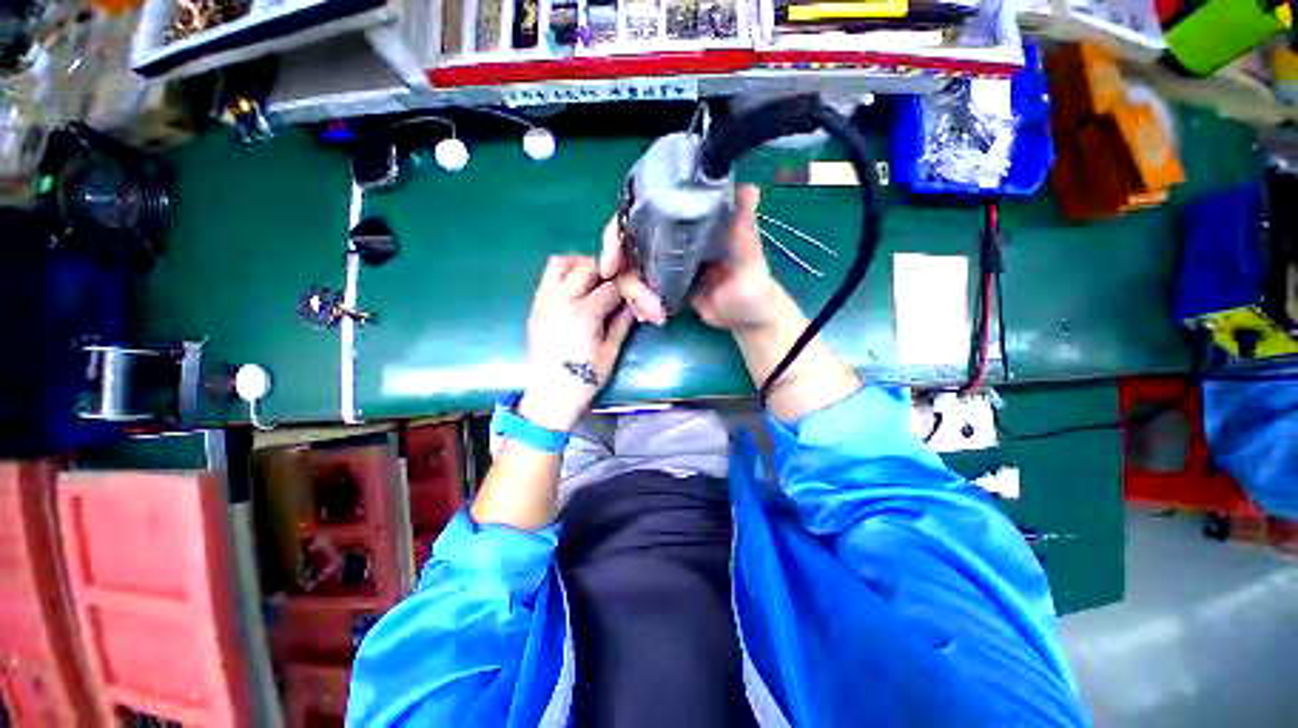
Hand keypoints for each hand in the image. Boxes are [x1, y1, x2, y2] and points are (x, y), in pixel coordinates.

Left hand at [519, 255, 634, 431]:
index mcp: (584, 313)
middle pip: (586, 266)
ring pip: (560, 263)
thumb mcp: (610, 351)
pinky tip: (575, 292)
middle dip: (605, 270)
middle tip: (616, 283)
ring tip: (593, 280)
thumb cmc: (584, 378)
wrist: (550, 394)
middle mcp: (561, 299)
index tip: (634, 292)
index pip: (611, 286)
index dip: (627, 288)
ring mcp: (544, 300)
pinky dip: (564, 275)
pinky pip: (548, 277)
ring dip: (580, 265)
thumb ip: (622, 322)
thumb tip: (633, 304)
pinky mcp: (535, 306)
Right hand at [598, 184, 782, 330]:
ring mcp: (665, 258)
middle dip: (619, 263)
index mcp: (690, 219)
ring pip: (630, 267)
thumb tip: (750, 191)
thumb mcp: (750, 261)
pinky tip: (651, 316)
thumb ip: (745, 233)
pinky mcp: (662, 280)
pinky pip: (638, 286)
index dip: (621, 227)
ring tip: (654, 314)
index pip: (646, 208)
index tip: (613, 256)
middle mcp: (673, 233)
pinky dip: (638, 302)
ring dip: (635, 294)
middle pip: (628, 237)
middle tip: (626, 291)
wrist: (745, 318)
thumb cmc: (753, 288)